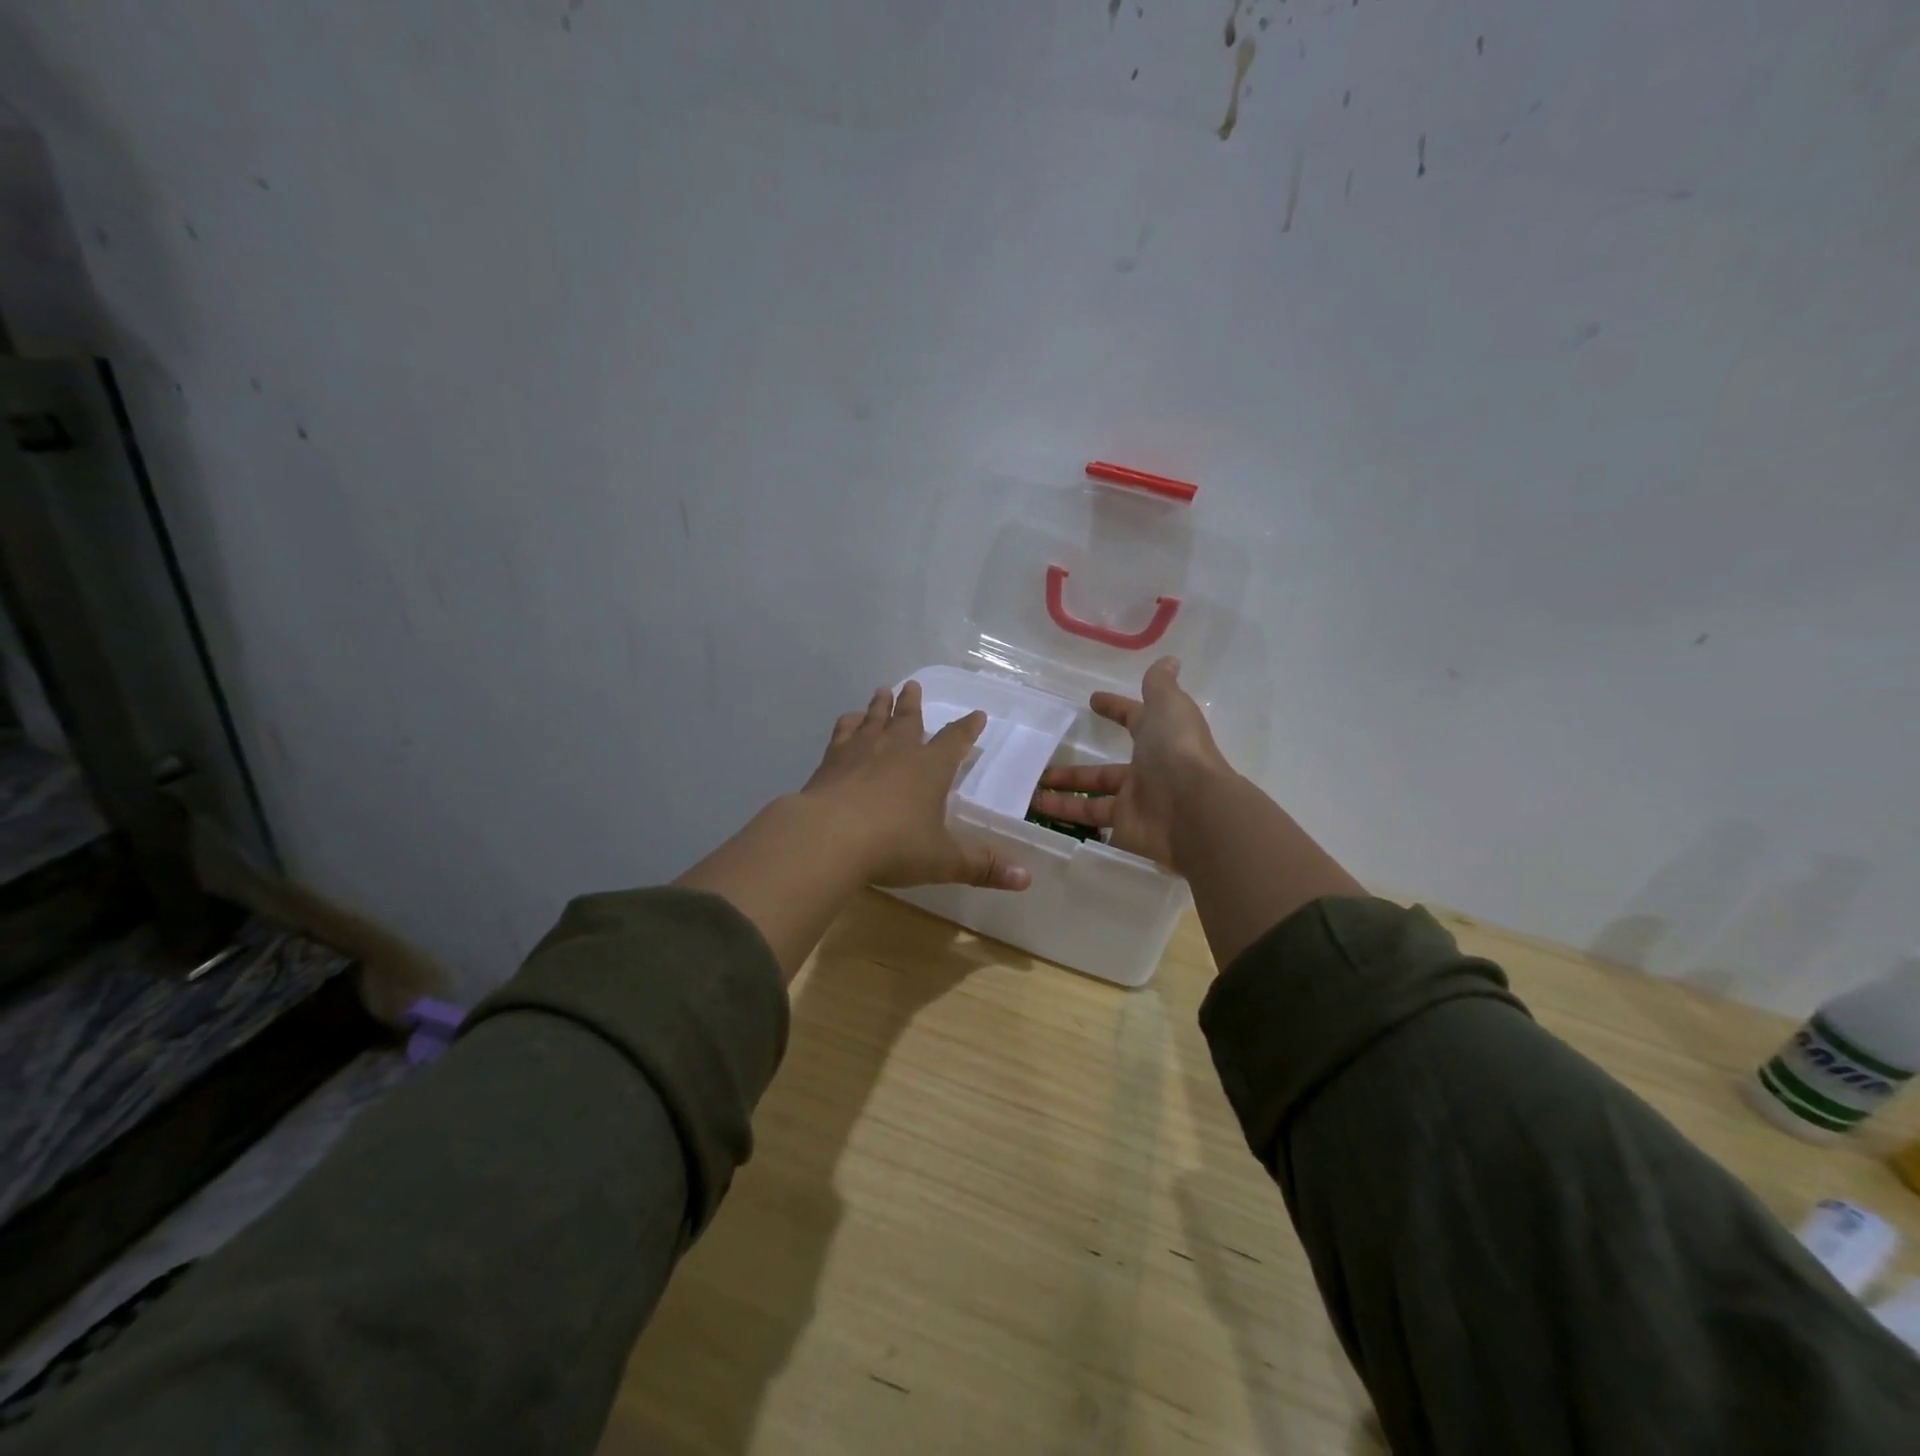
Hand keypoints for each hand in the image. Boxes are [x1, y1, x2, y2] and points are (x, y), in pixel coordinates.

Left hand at [801, 682, 1030, 891]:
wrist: (829, 836)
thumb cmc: (894, 846)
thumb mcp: (943, 861)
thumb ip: (982, 866)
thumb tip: (1026, 878)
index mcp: (931, 768)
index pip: (955, 741)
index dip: (968, 729)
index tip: (977, 715)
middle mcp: (898, 750)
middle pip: (909, 719)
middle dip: (914, 703)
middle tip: (914, 685)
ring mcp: (861, 751)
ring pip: (875, 719)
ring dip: (881, 704)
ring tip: (883, 690)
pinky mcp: (831, 760)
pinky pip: (843, 732)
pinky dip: (849, 723)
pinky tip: (849, 720)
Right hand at [1029, 656, 1230, 869]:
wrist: (1194, 810)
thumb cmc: (1178, 751)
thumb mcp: (1168, 707)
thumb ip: (1160, 686)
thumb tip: (1169, 661)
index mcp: (1159, 738)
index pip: (1134, 719)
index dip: (1115, 709)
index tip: (1092, 701)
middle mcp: (1148, 770)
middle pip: (1105, 770)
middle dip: (1075, 769)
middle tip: (1042, 765)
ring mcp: (1137, 801)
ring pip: (1093, 796)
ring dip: (1062, 794)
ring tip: (1030, 791)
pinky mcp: (1125, 828)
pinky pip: (1092, 820)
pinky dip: (1066, 816)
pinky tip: (1039, 811)